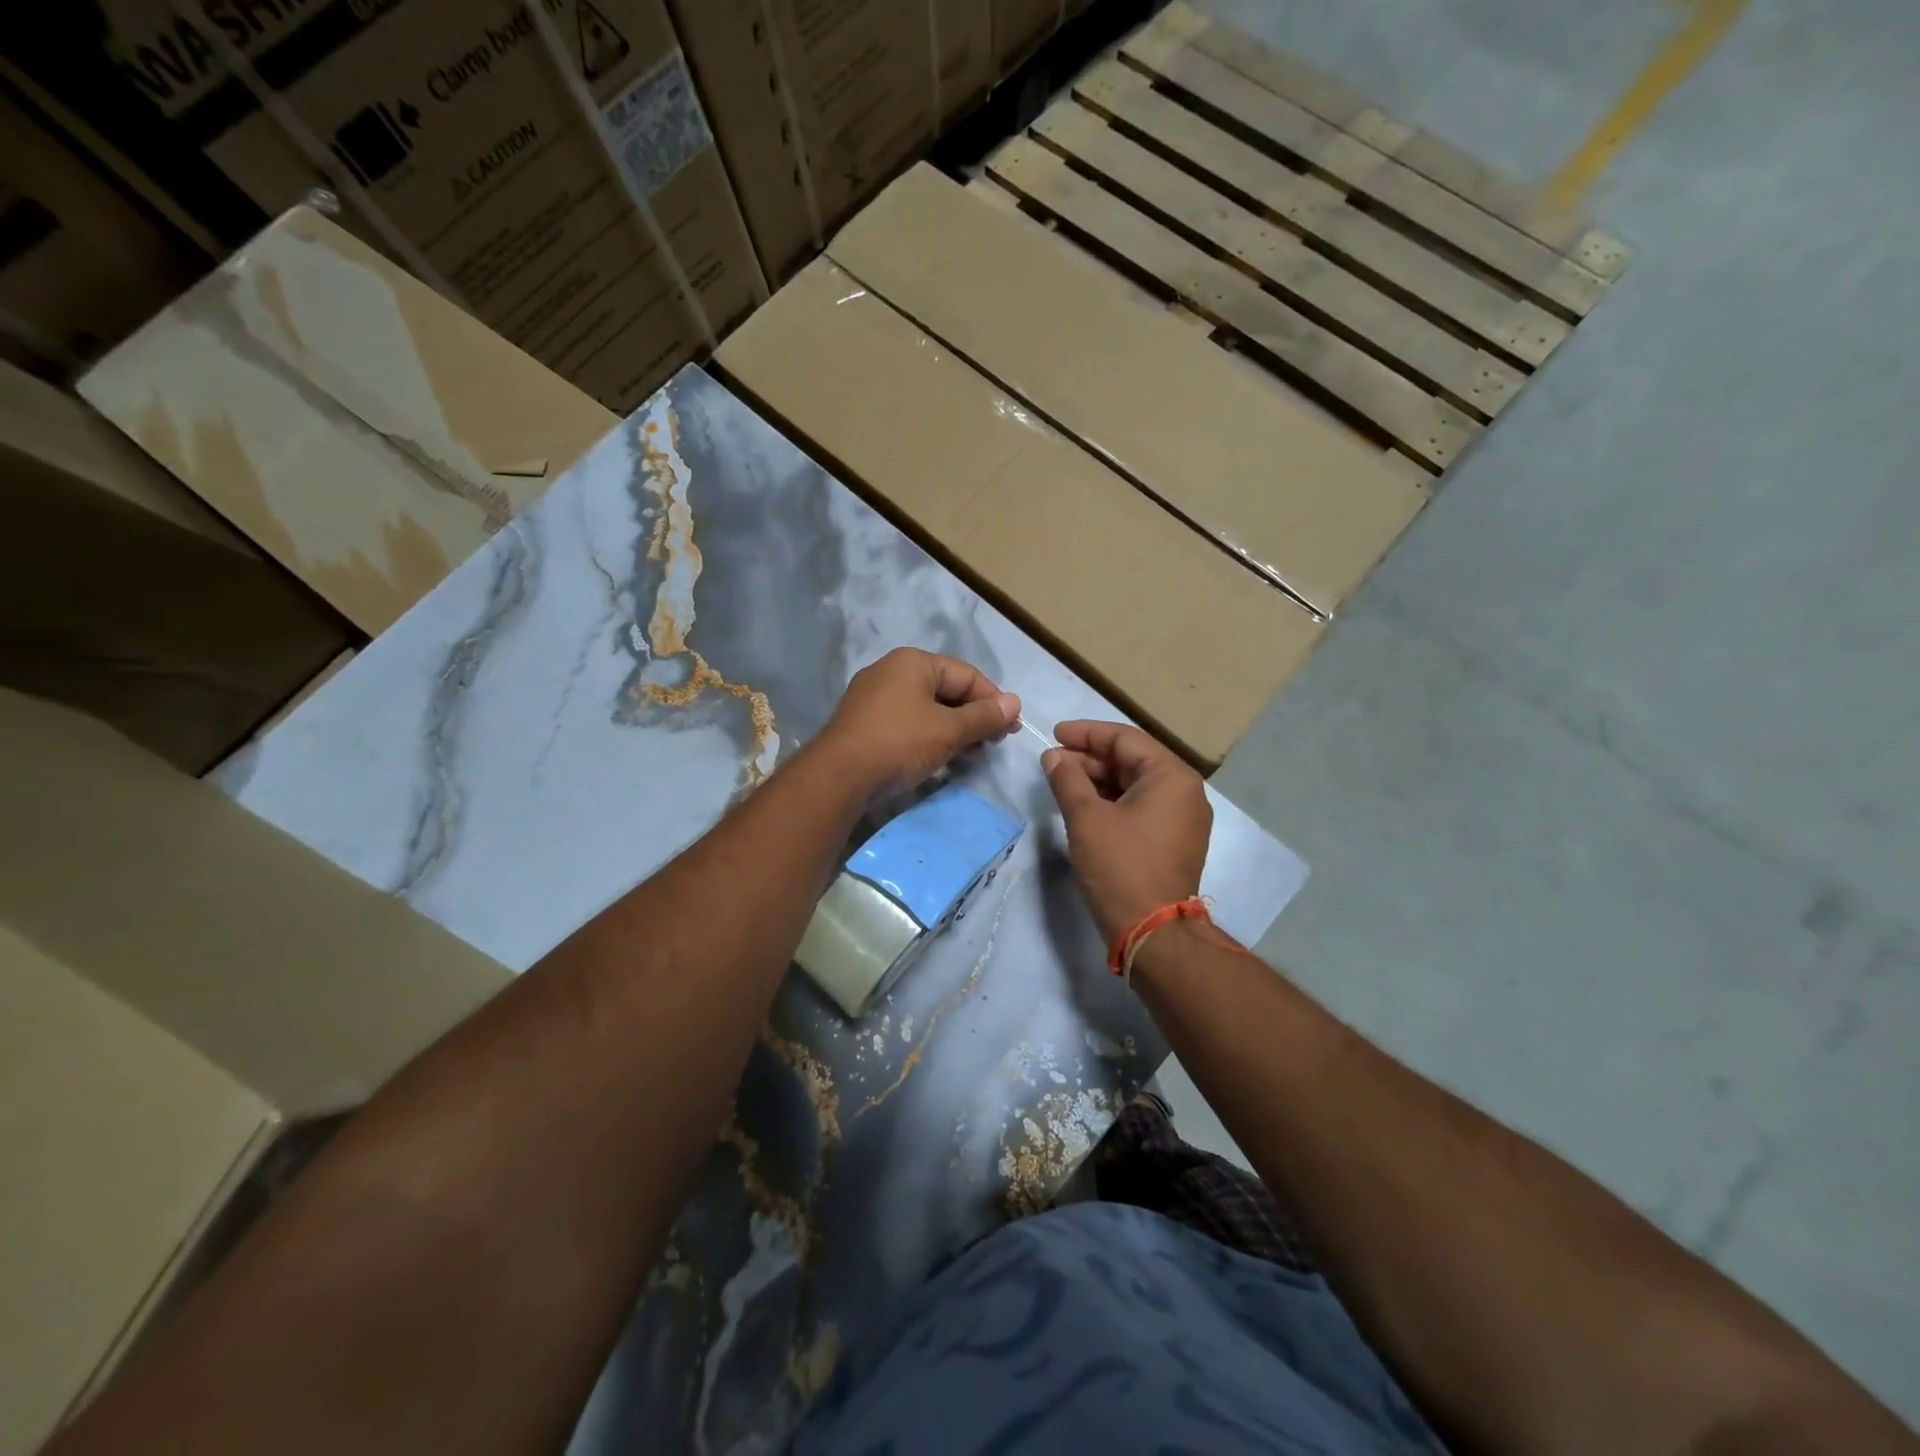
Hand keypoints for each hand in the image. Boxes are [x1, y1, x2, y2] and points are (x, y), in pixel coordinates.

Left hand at [819, 648, 1019, 795]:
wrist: (839, 776)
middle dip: (974, 715)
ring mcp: (873, 696)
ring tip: (972, 752)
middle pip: (946, 689)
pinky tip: (940, 755)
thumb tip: (1015, 703)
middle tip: (994, 742)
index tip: (1011, 728)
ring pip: (926, 707)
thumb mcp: (948, 730)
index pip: (966, 674)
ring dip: (953, 728)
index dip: (993, 700)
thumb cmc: (900, 743)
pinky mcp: (864, 721)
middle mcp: (891, 670)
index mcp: (913, 661)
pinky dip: (929, 734)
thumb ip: (984, 716)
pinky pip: (907, 721)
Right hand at [1042, 721, 1211, 943]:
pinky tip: (1085, 806)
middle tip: (1053, 762)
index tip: (1053, 734)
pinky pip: (1142, 807)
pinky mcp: (1175, 841)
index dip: (1085, 733)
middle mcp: (1185, 791)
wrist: (1153, 933)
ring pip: (1136, 784)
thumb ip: (1067, 779)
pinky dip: (1113, 801)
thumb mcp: (1086, 818)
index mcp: (1172, 777)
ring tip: (1063, 782)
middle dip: (1090, 758)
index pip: (1125, 739)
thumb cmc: (1120, 867)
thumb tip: (1053, 757)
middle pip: (1132, 760)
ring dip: (1099, 780)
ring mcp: (1183, 818)